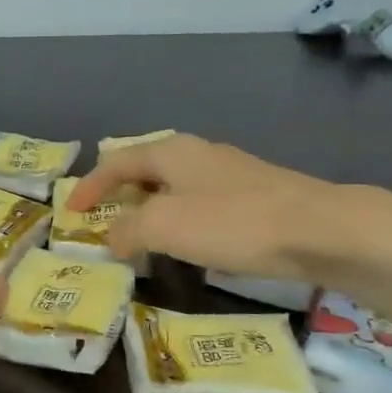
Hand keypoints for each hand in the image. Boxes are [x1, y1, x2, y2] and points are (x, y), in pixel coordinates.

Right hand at [67, 133, 351, 278]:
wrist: (320, 230)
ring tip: (136, 234)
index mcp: (170, 151)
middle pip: (144, 169)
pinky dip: (177, 218)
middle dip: (118, 192)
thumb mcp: (164, 227)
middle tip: (100, 218)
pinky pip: (198, 201)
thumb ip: (127, 230)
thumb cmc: (231, 222)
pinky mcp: (253, 194)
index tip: (71, 212)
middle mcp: (197, 153)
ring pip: (172, 186)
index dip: (89, 186)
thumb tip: (110, 237)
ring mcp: (228, 172)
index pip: (115, 162)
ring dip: (148, 207)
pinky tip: (185, 240)